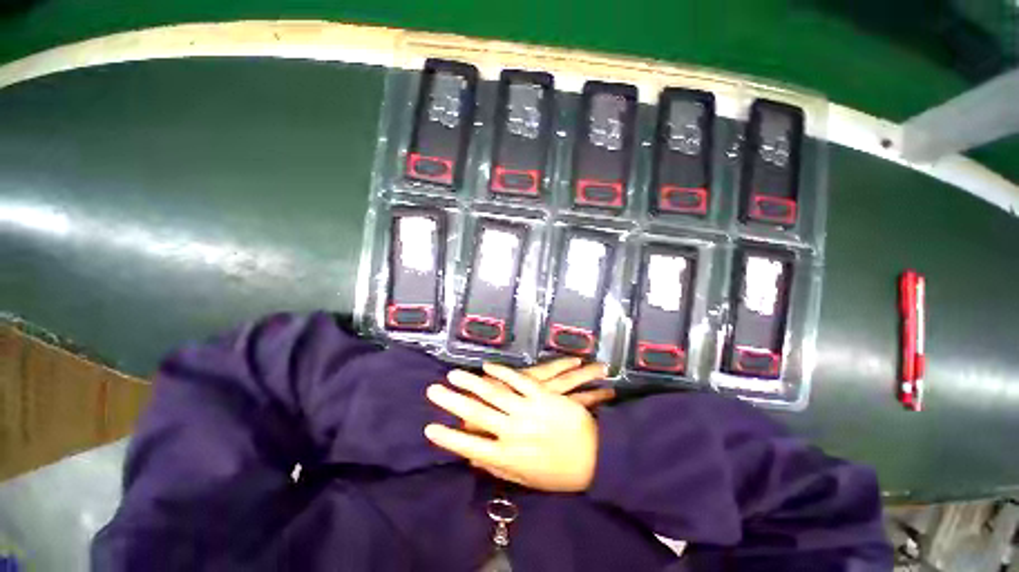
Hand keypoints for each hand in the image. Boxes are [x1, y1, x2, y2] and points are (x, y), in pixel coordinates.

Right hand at [424, 362, 606, 492]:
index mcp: (509, 458)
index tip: (429, 427)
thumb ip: (502, 468)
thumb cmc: (562, 473)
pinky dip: (502, 373)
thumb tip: (477, 458)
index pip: (470, 448)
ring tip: (454, 374)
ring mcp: (528, 410)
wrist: (598, 458)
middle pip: (477, 415)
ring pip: (495, 394)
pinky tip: (488, 366)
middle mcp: (513, 432)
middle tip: (433, 390)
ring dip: (472, 383)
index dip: (448, 438)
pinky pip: (519, 381)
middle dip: (452, 402)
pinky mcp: (543, 395)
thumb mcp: (529, 479)